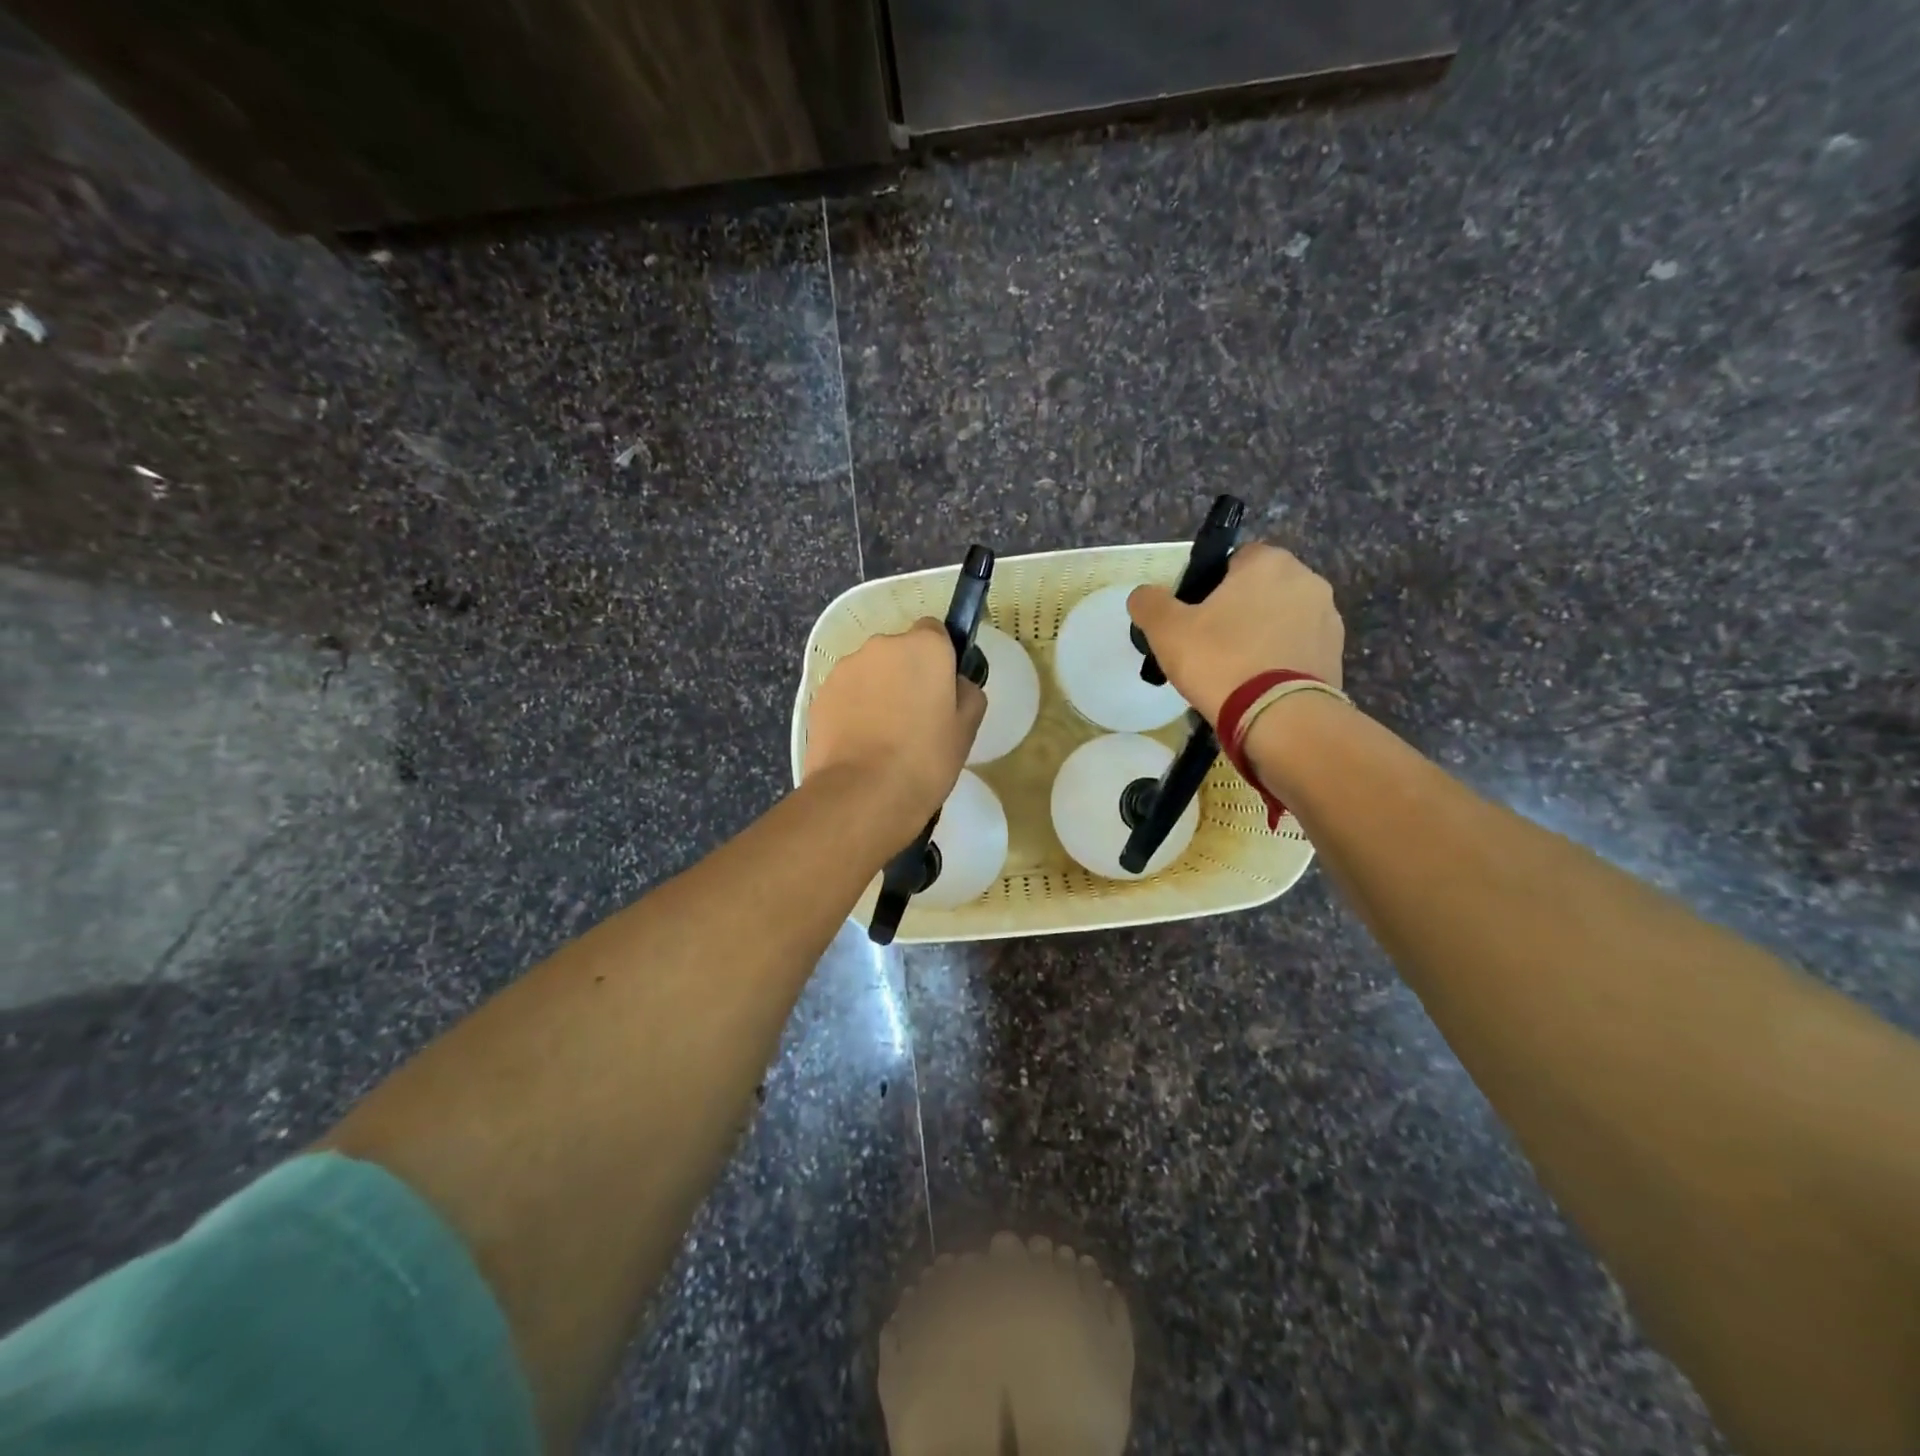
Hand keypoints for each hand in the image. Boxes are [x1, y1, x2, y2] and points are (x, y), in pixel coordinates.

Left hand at [802, 619, 986, 837]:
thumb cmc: (925, 759)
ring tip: (883, 736)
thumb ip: (967, 693)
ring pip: (870, 672)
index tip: (941, 688)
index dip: (940, 658)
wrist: (862, 793)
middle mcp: (882, 646)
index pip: (935, 632)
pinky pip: (846, 694)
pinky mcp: (820, 694)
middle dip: (906, 674)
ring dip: (877, 691)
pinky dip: (853, 709)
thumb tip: (954, 684)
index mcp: (924, 646)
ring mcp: (845, 668)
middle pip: (899, 652)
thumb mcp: (967, 729)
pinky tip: (860, 743)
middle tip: (915, 717)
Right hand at [1126, 542, 1343, 725]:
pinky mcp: (1337, 656)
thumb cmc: (1220, 660)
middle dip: (1238, 612)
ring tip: (1234, 673)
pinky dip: (1279, 662)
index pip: (1234, 559)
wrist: (1279, 717)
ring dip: (1261, 637)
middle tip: (1209, 646)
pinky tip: (1257, 688)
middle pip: (1260, 590)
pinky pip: (1297, 650)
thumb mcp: (1166, 630)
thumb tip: (1143, 595)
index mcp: (1268, 562)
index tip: (1194, 617)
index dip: (1209, 586)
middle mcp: (1307, 580)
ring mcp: (1329, 619)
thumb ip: (1149, 603)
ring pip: (1281, 621)